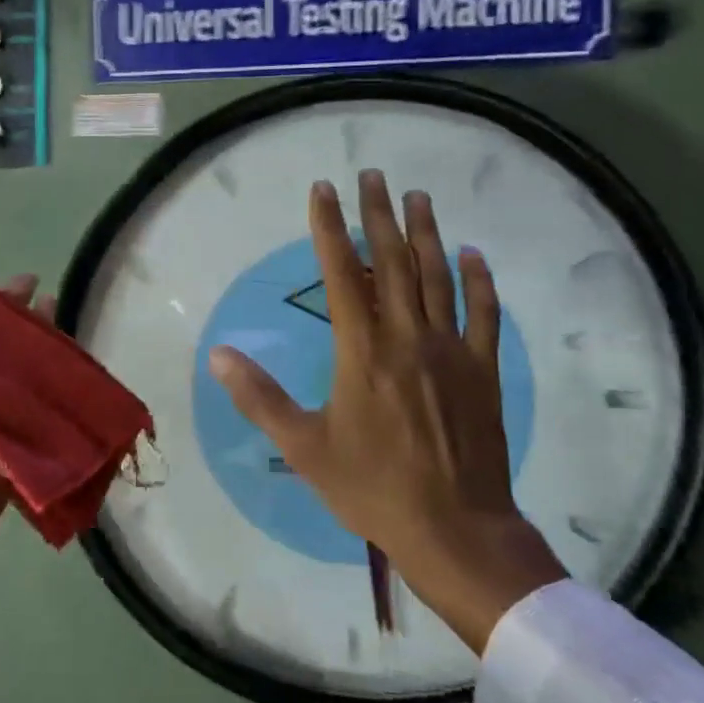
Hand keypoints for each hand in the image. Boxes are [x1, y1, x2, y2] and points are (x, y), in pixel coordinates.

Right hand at [209, 172, 565, 651]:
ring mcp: (451, 351)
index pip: (342, 274)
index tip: (323, 190)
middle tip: (373, 175)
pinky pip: (484, 315)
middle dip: (379, 214)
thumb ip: (260, 397)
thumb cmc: (371, 488)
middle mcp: (408, 338)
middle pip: (393, 262)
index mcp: (362, 352)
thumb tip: (219, 355)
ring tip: (418, 196)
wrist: (453, 527)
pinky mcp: (483, 371)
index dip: (329, 228)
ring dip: (427, 233)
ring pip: (438, 278)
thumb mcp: (303, 448)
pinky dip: (479, 282)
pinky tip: (473, 255)